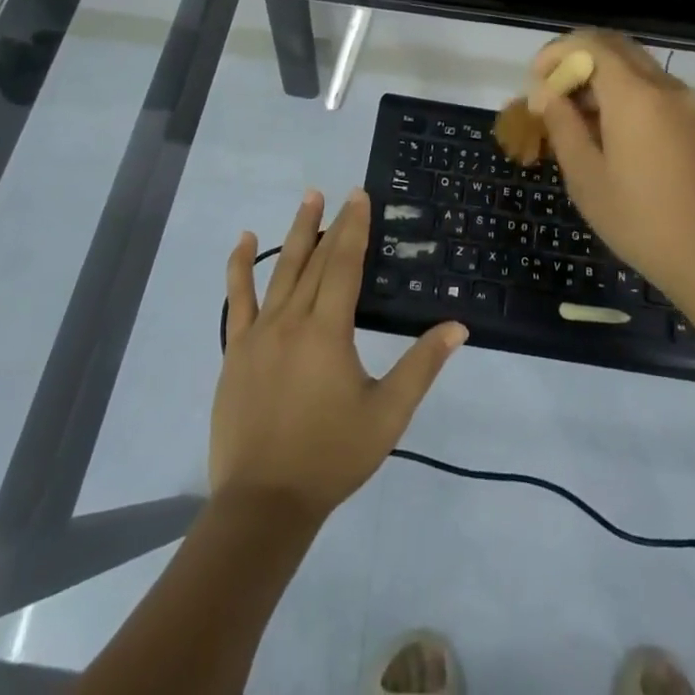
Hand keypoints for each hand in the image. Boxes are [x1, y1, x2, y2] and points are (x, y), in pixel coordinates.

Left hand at [213, 189, 467, 519]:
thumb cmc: (331, 456)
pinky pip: (237, 298)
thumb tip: (457, 326)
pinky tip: (244, 240)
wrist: (264, 503)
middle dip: (331, 223)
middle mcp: (292, 320)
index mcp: (329, 330)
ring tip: (307, 199)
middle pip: (315, 260)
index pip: (345, 264)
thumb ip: (421, 366)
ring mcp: (259, 333)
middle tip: (340, 192)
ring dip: (296, 232)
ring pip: (280, 270)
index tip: (360, 195)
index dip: (355, 227)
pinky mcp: (237, 349)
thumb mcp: (387, 414)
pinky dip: (239, 266)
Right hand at [530, 31, 694, 297]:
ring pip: (632, 64)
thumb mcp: (586, 177)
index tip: (534, 85)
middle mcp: (662, 85)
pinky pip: (649, 86)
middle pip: (613, 46)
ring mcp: (683, 102)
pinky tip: (602, 130)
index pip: (589, 44)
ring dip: (597, 75)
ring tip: (570, 115)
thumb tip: (546, 94)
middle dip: (575, 59)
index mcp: (634, 94)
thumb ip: (562, 125)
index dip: (555, 54)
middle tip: (549, 93)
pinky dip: (620, 91)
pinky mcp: (691, 121)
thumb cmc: (641, 221)